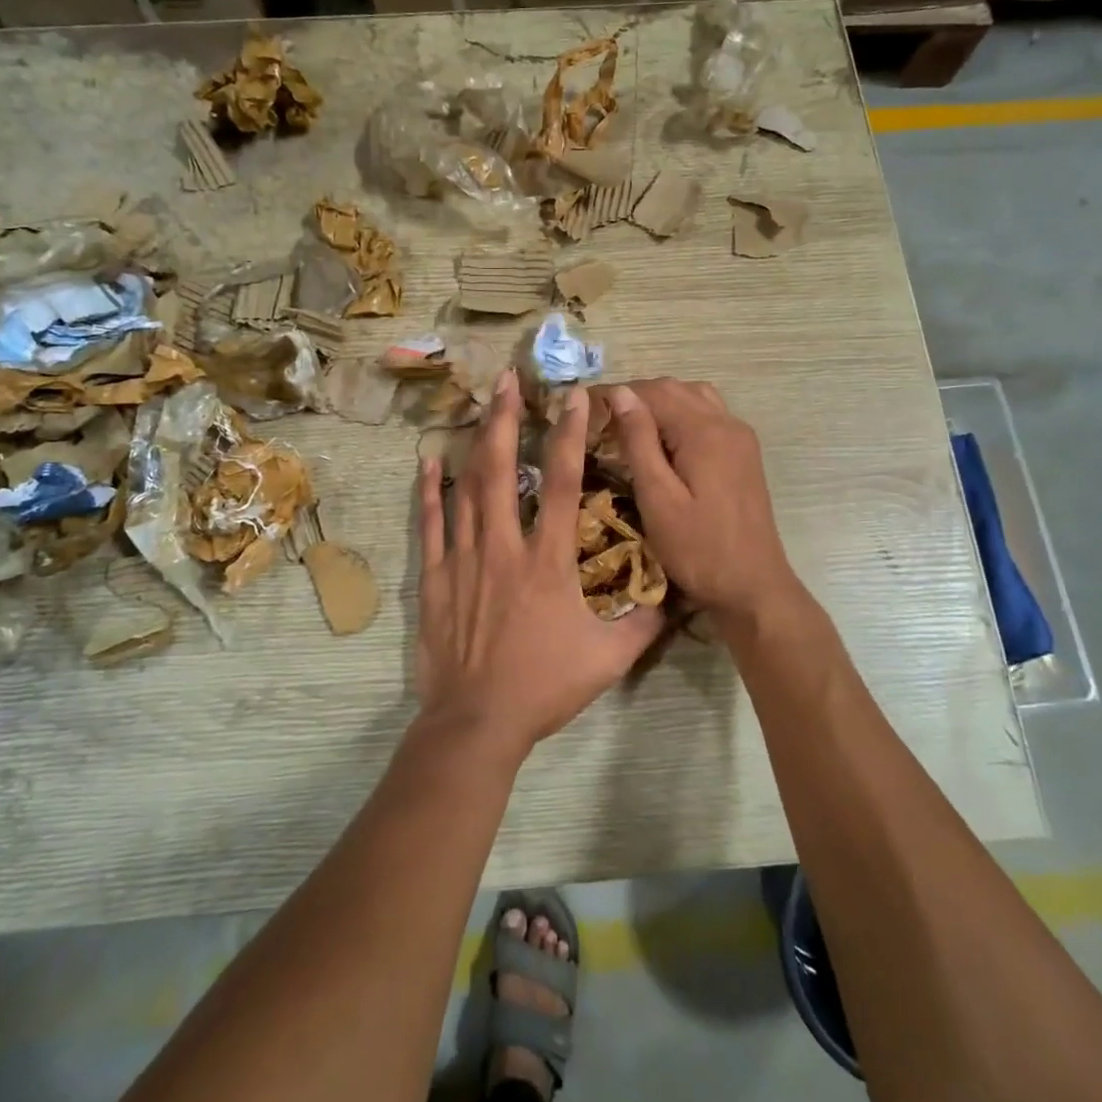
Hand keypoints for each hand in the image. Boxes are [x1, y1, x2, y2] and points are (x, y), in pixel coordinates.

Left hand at [414, 369, 663, 760]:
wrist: (478, 722)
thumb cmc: (544, 687)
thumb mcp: (608, 659)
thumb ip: (642, 623)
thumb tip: (673, 596)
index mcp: (547, 561)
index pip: (562, 483)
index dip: (569, 435)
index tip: (574, 397)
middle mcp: (503, 547)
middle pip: (503, 469)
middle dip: (506, 420)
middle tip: (507, 380)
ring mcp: (463, 559)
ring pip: (467, 489)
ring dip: (474, 444)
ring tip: (478, 406)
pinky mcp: (435, 578)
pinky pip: (431, 525)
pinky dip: (429, 492)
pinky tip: (429, 462)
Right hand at [603, 379, 798, 623]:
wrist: (753, 587)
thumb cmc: (698, 550)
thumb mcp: (658, 498)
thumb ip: (639, 442)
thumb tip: (621, 393)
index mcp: (704, 432)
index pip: (653, 391)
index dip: (616, 394)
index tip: (584, 408)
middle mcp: (726, 423)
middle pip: (675, 388)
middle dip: (636, 396)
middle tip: (602, 420)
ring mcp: (740, 437)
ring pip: (694, 397)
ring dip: (660, 403)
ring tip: (630, 427)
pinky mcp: (744, 453)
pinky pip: (709, 415)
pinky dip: (681, 415)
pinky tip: (663, 442)